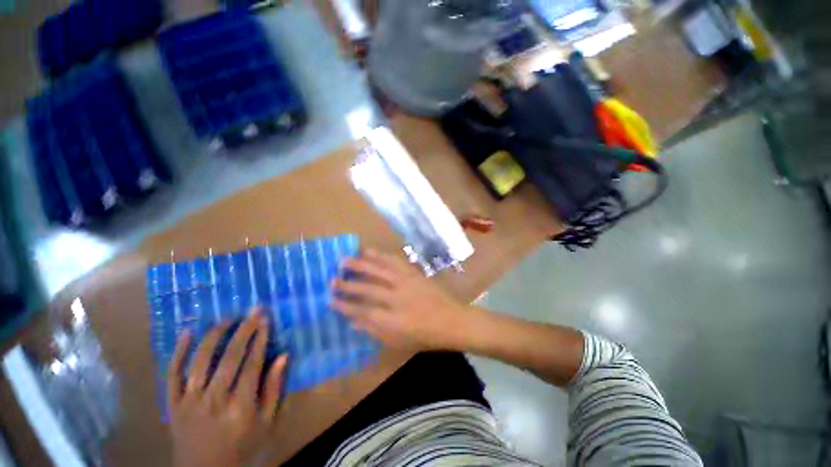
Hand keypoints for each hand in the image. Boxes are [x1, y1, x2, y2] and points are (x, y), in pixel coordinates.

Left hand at [167, 308, 287, 466]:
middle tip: (253, 310)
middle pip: (230, 357)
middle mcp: (214, 399)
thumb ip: (274, 390)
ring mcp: (189, 401)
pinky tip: (187, 333)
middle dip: (244, 330)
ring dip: (215, 335)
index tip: (265, 319)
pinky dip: (178, 352)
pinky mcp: (172, 404)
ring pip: (201, 361)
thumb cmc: (242, 447)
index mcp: (241, 406)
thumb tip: (283, 356)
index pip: (252, 363)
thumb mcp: (267, 424)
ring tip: (227, 319)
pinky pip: (172, 375)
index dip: (260, 338)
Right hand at [332, 250, 469, 351]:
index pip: (362, 311)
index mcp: (392, 320)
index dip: (345, 305)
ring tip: (345, 259)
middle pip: (367, 288)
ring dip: (360, 264)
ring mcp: (406, 282)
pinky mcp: (413, 273)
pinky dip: (381, 256)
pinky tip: (370, 252)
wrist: (451, 320)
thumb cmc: (425, 336)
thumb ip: (374, 331)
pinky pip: (395, 262)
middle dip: (347, 284)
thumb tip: (353, 321)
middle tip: (332, 279)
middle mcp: (397, 298)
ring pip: (379, 270)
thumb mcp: (398, 341)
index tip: (330, 299)